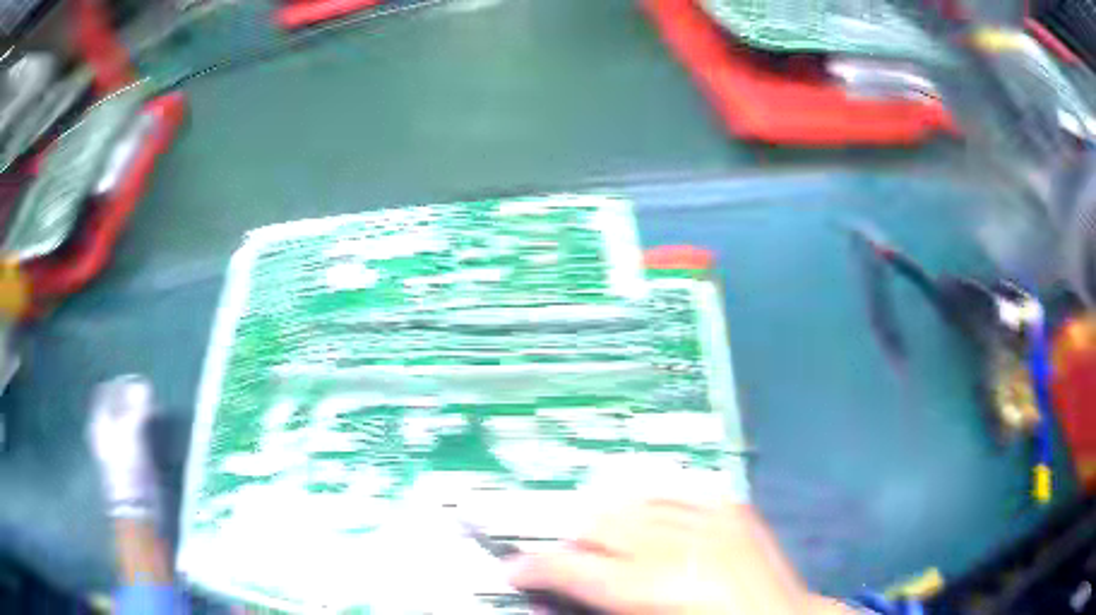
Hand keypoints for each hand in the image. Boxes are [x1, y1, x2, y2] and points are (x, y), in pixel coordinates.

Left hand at [87, 375, 158, 517]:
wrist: (136, 513)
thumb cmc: (129, 472)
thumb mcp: (132, 436)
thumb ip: (135, 407)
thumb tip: (142, 382)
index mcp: (100, 422)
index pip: (106, 390)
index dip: (122, 384)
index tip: (140, 385)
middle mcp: (104, 432)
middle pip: (115, 405)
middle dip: (132, 399)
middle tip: (150, 399)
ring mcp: (115, 449)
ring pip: (125, 421)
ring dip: (139, 415)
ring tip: (154, 416)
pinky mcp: (129, 464)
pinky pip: (133, 437)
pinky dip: (143, 431)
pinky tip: (153, 437)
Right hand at [508, 499, 851, 614]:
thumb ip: (597, 609)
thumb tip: (553, 600)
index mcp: (655, 585)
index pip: (574, 566)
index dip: (535, 566)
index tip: (515, 569)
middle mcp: (680, 542)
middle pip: (601, 523)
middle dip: (575, 543)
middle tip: (571, 563)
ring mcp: (711, 517)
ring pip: (635, 501)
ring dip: (612, 520)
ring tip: (608, 542)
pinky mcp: (732, 507)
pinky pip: (679, 493)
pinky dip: (655, 505)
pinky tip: (652, 523)